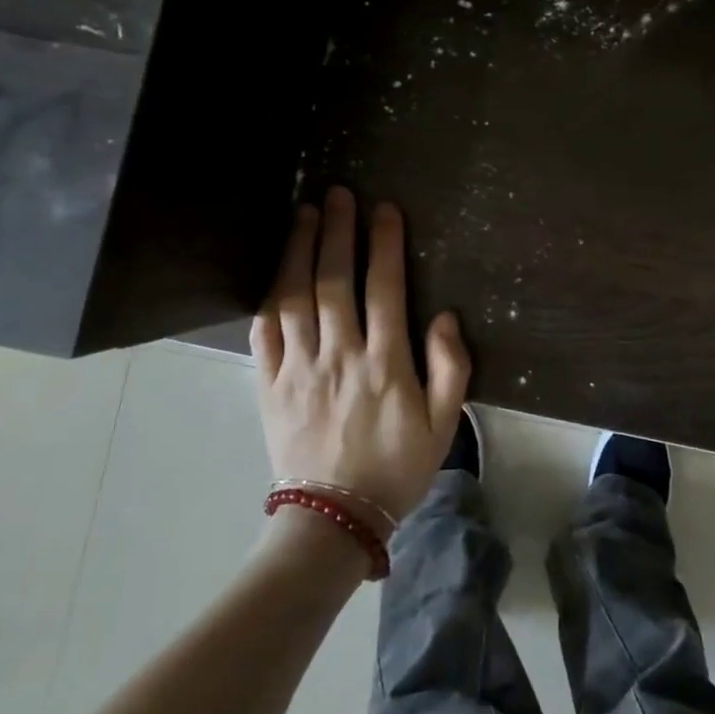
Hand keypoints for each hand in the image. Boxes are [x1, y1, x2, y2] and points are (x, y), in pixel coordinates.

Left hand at [250, 187, 470, 527]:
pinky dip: (269, 296)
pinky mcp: (270, 385)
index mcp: (385, 363)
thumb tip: (443, 316)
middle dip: (338, 232)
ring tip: (304, 214)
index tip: (383, 209)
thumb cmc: (397, 467)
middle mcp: (339, 355)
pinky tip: (276, 271)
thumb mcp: (444, 424)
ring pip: (295, 297)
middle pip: (335, 280)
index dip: (384, 244)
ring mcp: (299, 369)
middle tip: (337, 194)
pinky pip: (265, 332)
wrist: (334, 519)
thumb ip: (450, 367)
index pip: (384, 288)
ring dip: (300, 251)